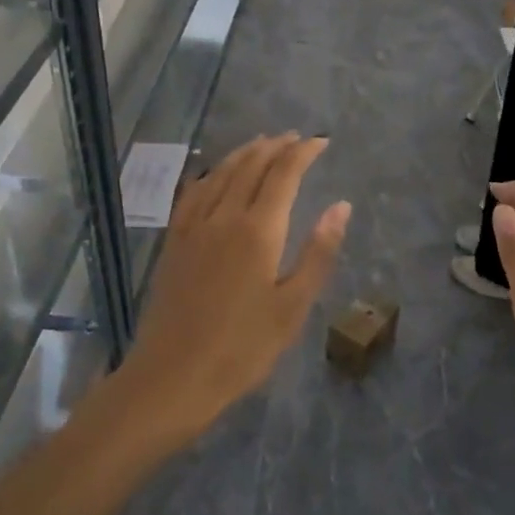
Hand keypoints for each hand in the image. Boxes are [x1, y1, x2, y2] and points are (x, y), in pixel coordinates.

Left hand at [124, 134, 350, 441]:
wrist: (173, 376)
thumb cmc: (243, 348)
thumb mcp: (293, 306)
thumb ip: (318, 252)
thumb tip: (341, 206)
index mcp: (258, 230)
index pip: (283, 175)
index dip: (303, 153)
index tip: (321, 142)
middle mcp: (224, 217)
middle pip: (251, 166)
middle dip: (275, 147)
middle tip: (295, 138)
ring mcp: (193, 227)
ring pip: (220, 174)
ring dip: (244, 153)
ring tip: (262, 143)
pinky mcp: (174, 242)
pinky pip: (192, 193)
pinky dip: (210, 173)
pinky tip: (214, 174)